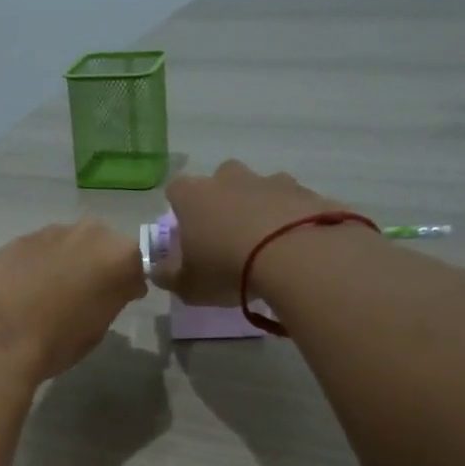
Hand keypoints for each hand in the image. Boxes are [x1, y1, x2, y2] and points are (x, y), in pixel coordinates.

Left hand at [0, 219, 147, 382]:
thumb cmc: (56, 341)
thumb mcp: (98, 328)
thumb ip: (110, 299)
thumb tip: (110, 291)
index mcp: (119, 256)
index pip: (137, 264)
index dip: (130, 283)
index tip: (123, 299)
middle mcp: (89, 233)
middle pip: (102, 245)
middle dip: (97, 265)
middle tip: (86, 295)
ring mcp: (50, 232)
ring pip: (68, 244)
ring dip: (66, 262)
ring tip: (50, 294)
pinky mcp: (17, 239)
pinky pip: (38, 250)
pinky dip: (37, 265)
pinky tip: (23, 290)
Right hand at [153, 160, 339, 305]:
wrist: (295, 256)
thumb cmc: (226, 268)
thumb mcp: (187, 286)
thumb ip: (168, 276)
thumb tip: (158, 270)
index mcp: (194, 196)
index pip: (176, 189)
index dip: (179, 209)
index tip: (186, 232)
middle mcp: (230, 179)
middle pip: (220, 179)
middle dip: (222, 201)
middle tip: (227, 235)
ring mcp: (271, 180)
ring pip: (260, 188)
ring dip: (260, 208)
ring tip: (267, 244)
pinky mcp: (306, 192)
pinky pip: (293, 203)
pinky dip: (291, 218)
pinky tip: (295, 246)